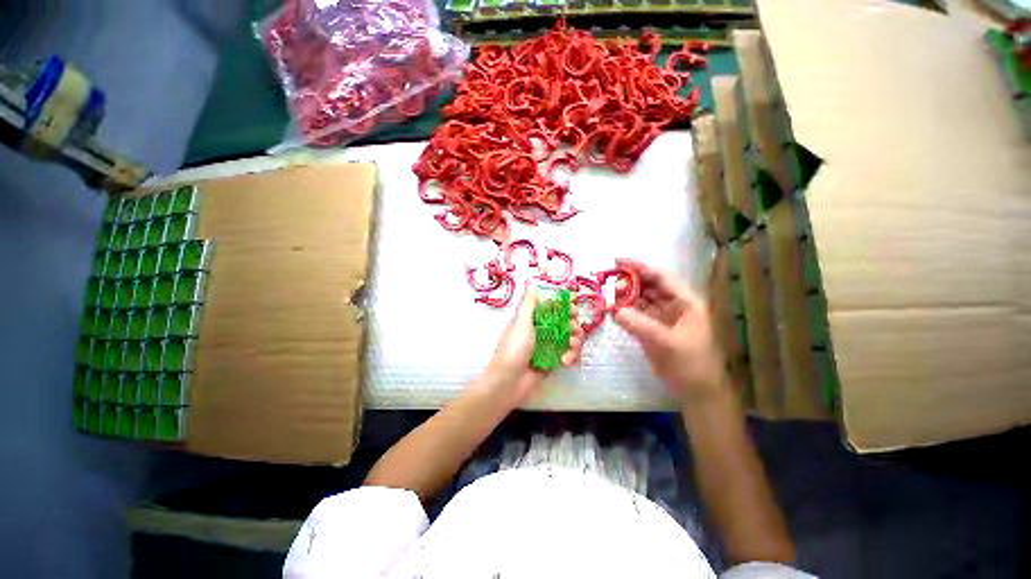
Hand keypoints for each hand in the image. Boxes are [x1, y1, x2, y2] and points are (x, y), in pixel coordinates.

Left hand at [480, 283, 584, 405]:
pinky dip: (571, 355)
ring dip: (575, 339)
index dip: (563, 302)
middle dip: (572, 321)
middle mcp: (541, 330)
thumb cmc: (513, 349)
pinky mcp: (553, 361)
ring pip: (569, 337)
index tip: (574, 300)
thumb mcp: (520, 322)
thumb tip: (532, 281)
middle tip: (575, 323)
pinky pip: (568, 354)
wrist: (508, 383)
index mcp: (532, 318)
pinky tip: (566, 360)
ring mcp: (548, 346)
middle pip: (564, 320)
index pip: (551, 305)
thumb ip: (528, 303)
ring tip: (572, 344)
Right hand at [613, 258, 726, 400]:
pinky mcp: (651, 328)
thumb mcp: (667, 343)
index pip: (660, 277)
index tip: (617, 260)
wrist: (696, 391)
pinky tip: (611, 310)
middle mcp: (673, 304)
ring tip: (605, 295)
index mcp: (685, 301)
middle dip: (627, 281)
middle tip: (606, 281)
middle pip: (648, 286)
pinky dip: (623, 311)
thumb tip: (615, 310)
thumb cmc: (691, 364)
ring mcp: (661, 317)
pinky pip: (635, 314)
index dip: (639, 266)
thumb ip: (640, 325)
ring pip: (639, 299)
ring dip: (623, 296)